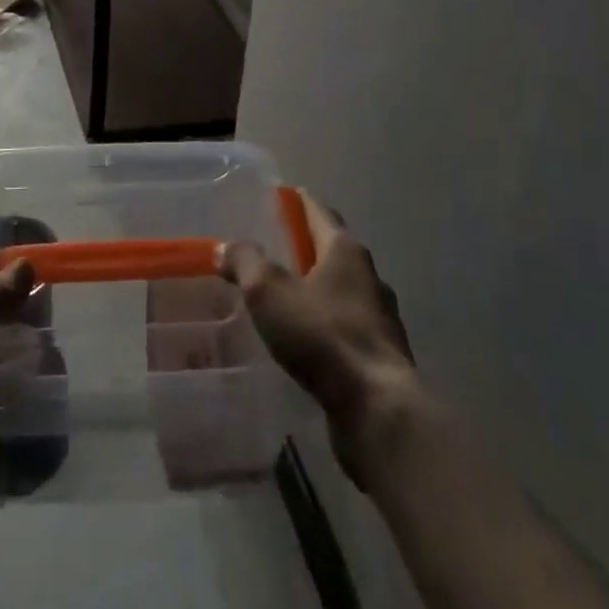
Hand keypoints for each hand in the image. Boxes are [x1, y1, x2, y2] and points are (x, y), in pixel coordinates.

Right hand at [218, 193, 423, 485]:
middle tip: (270, 250)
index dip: (297, 202)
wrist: (379, 412)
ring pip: (341, 292)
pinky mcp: (381, 358)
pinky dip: (324, 326)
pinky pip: (345, 328)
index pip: (319, 212)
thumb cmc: (323, 336)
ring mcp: (380, 319)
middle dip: (304, 247)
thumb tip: (226, 247)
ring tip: (282, 299)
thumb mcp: (269, 291)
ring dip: (314, 290)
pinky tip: (304, 342)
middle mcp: (369, 277)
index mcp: (346, 251)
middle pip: (332, 250)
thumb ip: (245, 262)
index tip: (277, 197)